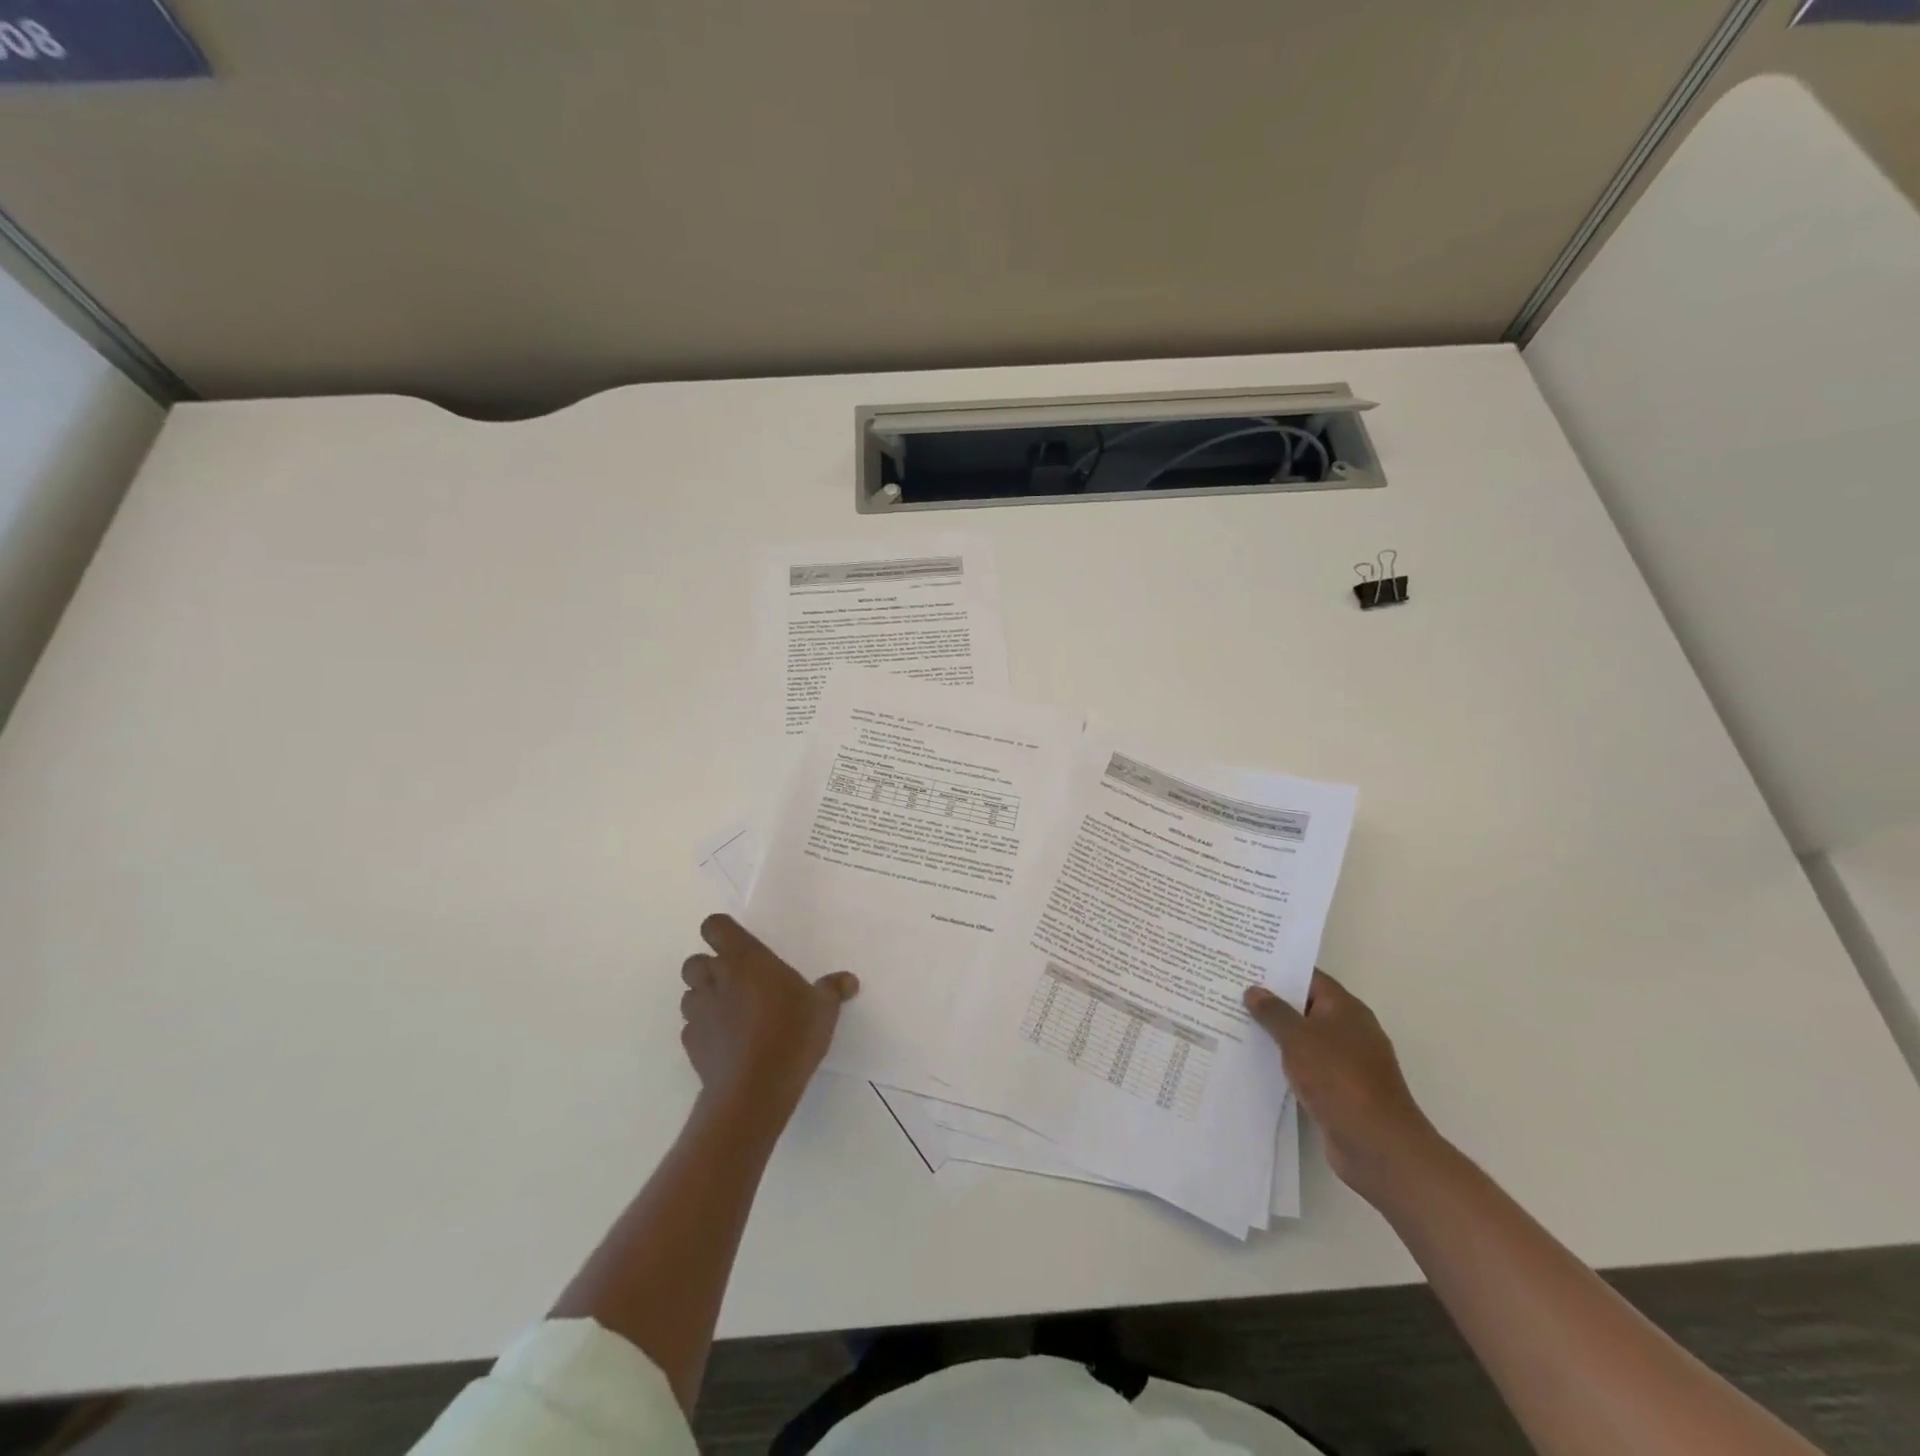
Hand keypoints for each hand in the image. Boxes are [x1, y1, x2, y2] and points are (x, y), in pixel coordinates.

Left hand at [680, 914, 857, 1117]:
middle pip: (695, 961)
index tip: (740, 945)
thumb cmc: (791, 1034)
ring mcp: (698, 1012)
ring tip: (731, 1012)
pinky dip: (704, 1029)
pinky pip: (691, 1027)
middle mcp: (715, 979)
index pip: (714, 926)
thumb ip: (833, 989)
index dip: (722, 932)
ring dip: (705, 997)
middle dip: (710, 967)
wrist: (754, 1089)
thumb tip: (849, 980)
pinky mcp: (690, 1044)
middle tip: (738, 980)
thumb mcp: (823, 1008)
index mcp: (745, 959)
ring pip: (689, 993)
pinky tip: (726, 1042)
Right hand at [1245, 971, 1438, 1204]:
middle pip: (1306, 1007)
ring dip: (1277, 1035)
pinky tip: (1257, 1062)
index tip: (1246, 965)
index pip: (1309, 978)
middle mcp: (1350, 1031)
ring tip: (1235, 1024)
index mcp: (1346, 1009)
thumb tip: (1255, 990)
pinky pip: (1307, 1067)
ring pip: (1305, 1039)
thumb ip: (1274, 1012)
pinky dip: (1285, 1063)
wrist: (1377, 1146)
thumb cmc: (1339, 1079)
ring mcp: (1347, 1063)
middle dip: (1272, 1002)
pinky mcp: (1340, 1091)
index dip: (1278, 970)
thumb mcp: (1298, 1038)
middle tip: (1232, 993)